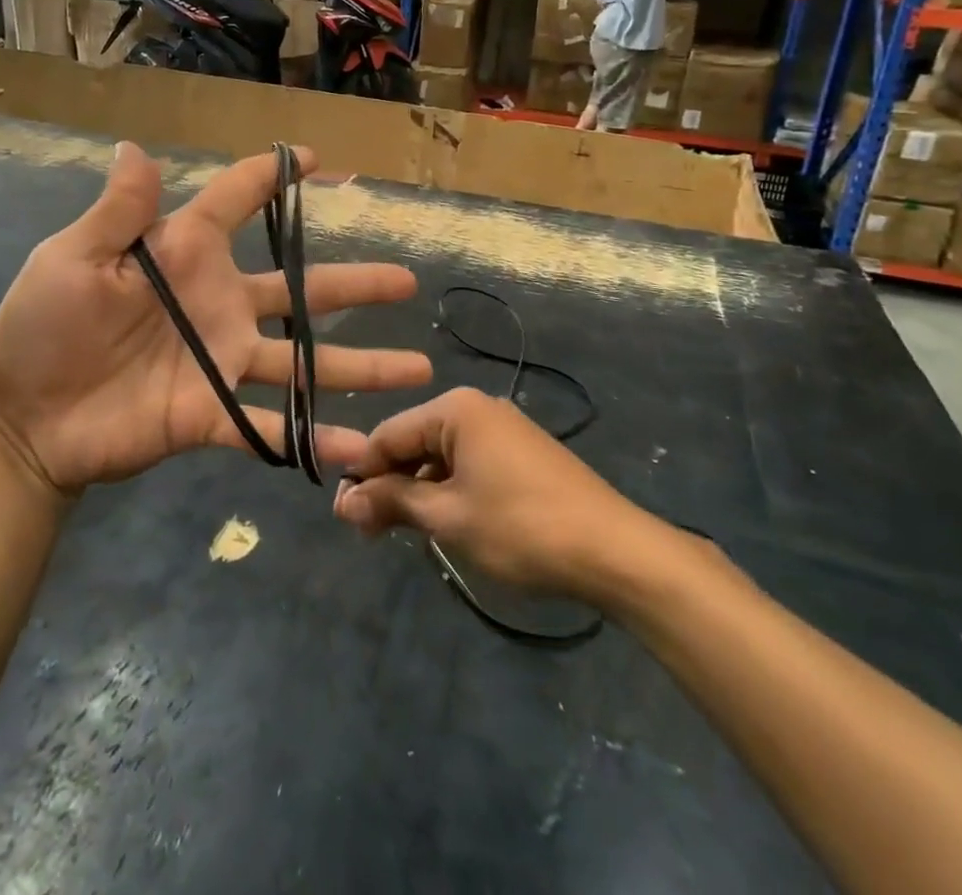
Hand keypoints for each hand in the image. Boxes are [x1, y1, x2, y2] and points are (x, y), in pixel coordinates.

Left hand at [0, 143, 432, 496]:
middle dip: (354, 283)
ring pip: (304, 359)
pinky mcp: (212, 413)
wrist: (24, 419)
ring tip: (416, 370)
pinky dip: (315, 437)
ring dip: (359, 364)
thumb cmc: (43, 327)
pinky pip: (272, 425)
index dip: (272, 177)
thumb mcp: (73, 260)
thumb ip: (117, 213)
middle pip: (300, 288)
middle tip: (407, 280)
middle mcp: (218, 303)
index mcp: (185, 254)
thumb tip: (136, 147)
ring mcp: (221, 360)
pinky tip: (361, 448)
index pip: (236, 201)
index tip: (314, 159)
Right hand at [332, 389, 666, 602]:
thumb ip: (393, 502)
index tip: (346, 517)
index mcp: (456, 409)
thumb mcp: (448, 517)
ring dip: (419, 492)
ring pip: (441, 457)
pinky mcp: (524, 456)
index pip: (387, 434)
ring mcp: (504, 430)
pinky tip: (446, 523)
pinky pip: (469, 465)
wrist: (617, 552)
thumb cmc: (521, 528)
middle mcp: (478, 408)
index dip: (362, 474)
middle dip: (390, 485)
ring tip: (407, 535)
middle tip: (371, 534)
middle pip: (414, 442)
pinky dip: (450, 491)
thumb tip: (344, 502)